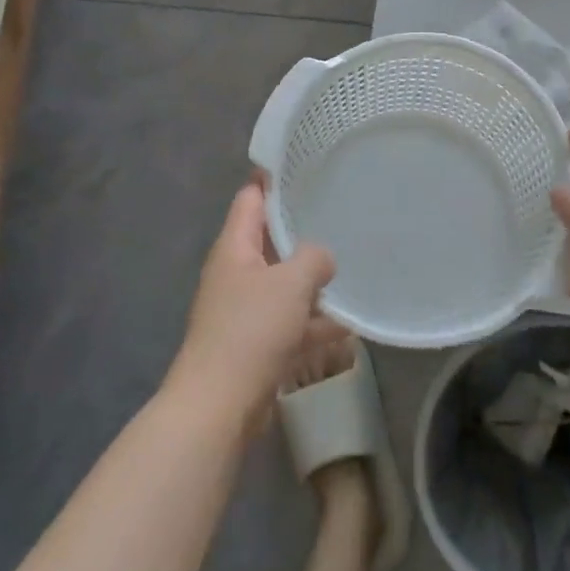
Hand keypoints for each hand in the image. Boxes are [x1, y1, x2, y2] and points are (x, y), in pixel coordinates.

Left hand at [169, 181, 339, 430]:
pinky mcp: (253, 345)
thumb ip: (313, 258)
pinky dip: (312, 323)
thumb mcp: (291, 284)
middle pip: (269, 242)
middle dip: (301, 232)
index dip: (271, 180)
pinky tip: (347, 327)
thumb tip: (322, 257)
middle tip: (339, 214)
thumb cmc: (251, 331)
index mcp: (234, 249)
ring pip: (282, 285)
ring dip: (311, 283)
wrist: (218, 406)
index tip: (301, 165)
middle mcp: (235, 275)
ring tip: (351, 271)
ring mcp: (242, 312)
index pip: (250, 200)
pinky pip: (288, 323)